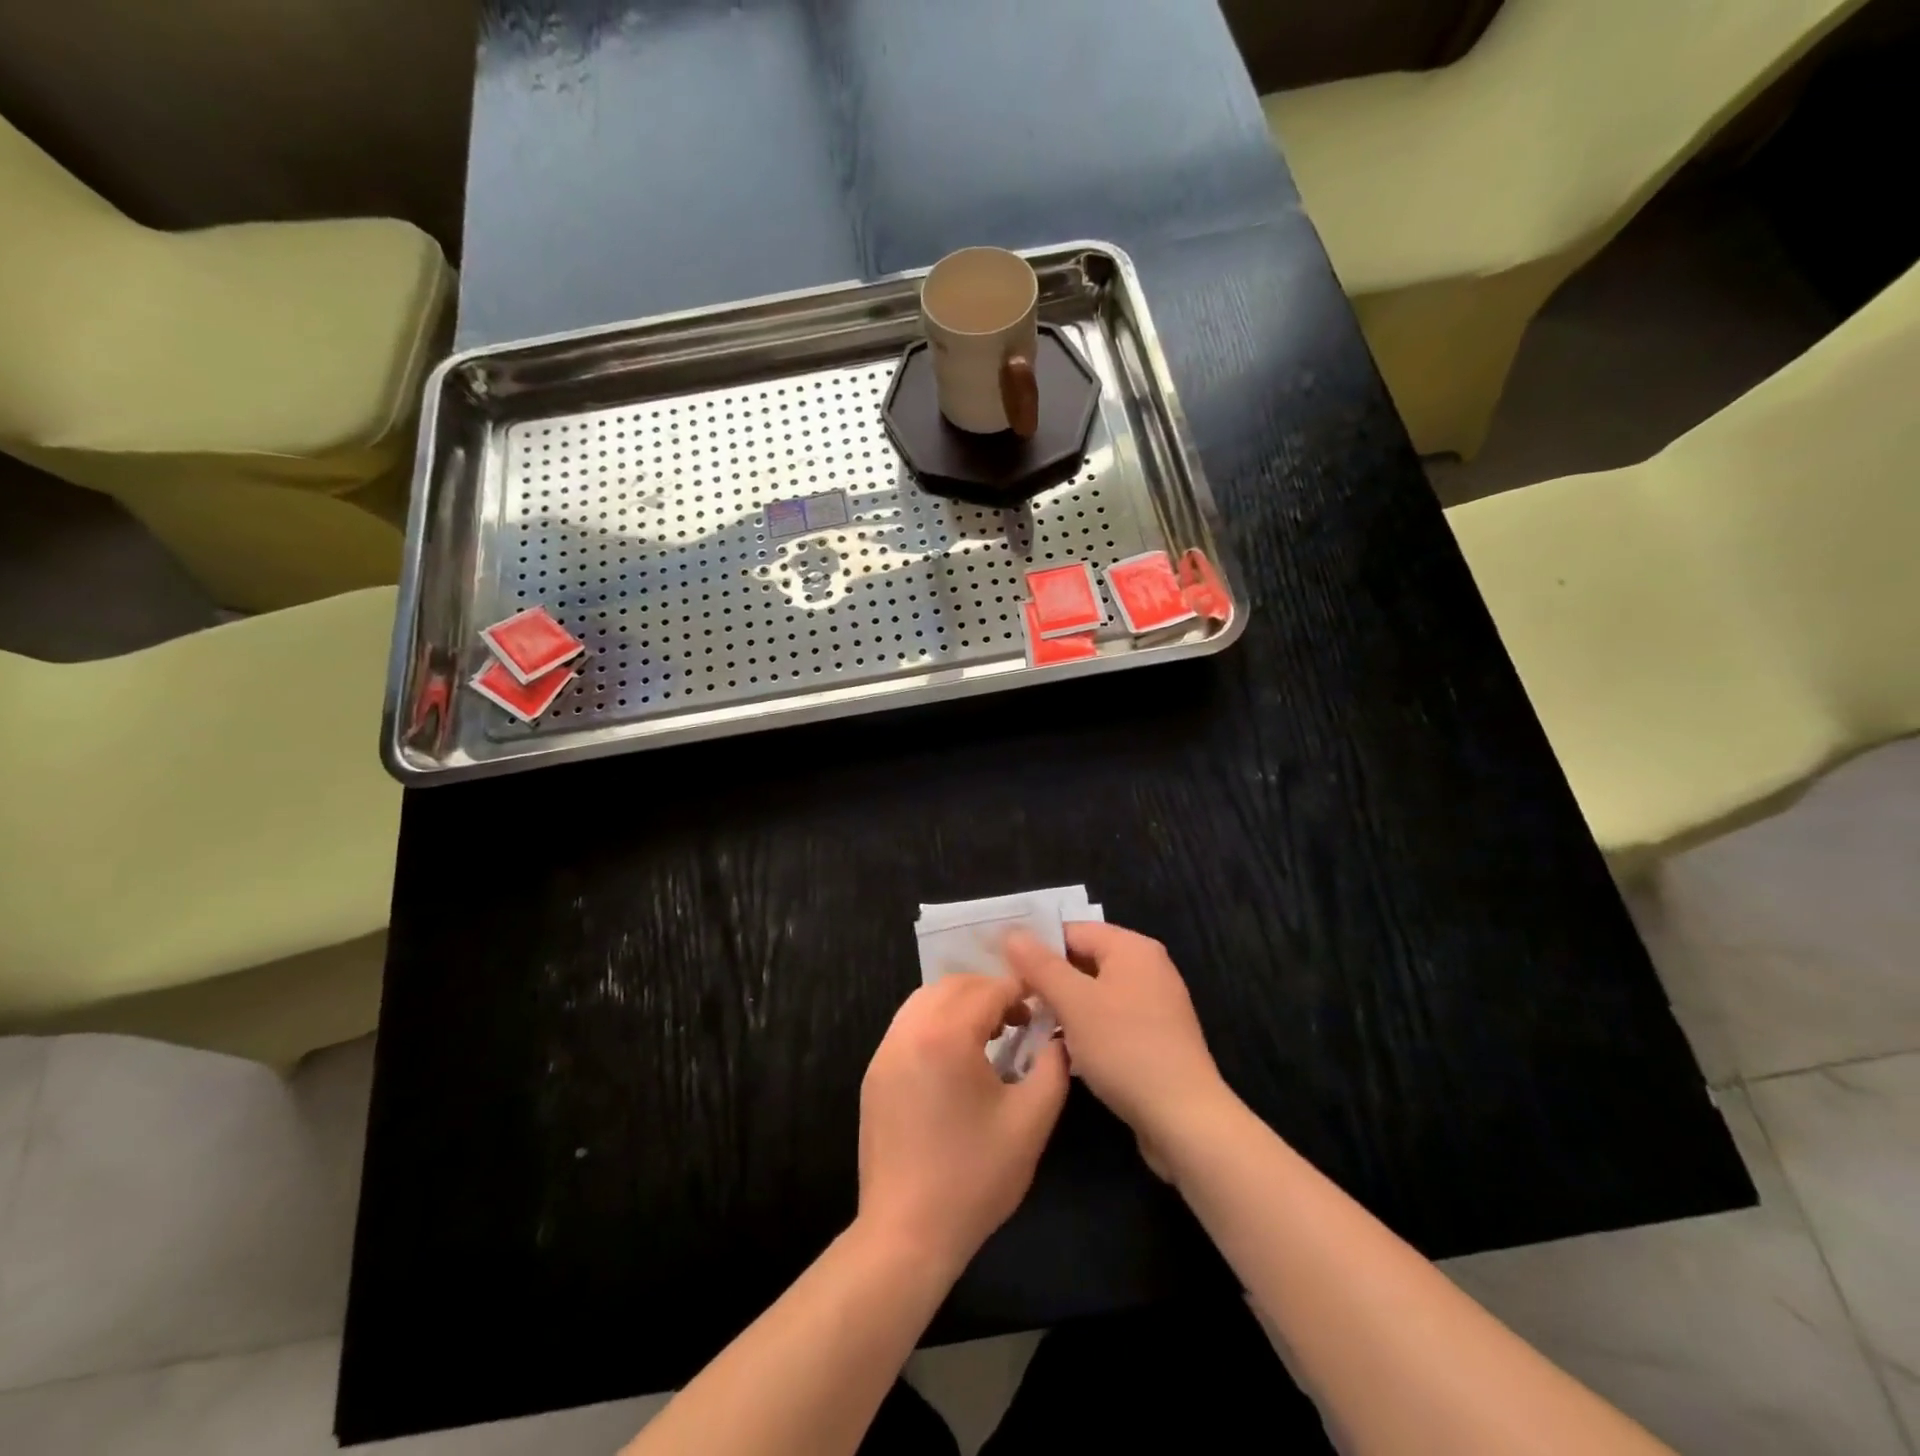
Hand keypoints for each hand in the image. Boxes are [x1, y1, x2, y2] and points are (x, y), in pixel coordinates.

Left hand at [857, 974, 1068, 1271]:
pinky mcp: (875, 1074)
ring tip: (990, 1034)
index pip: (989, 990)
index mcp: (946, 1036)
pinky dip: (935, 1023)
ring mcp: (885, 1051)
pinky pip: (908, 1026)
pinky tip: (956, 1058)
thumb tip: (1057, 1037)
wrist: (906, 1234)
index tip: (1044, 1005)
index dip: (1021, 991)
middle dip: (990, 992)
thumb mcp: (1031, 1121)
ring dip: (961, 1004)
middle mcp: (909, 1031)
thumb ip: (1053, 1067)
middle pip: (954, 986)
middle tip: (1020, 1019)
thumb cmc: (974, 1178)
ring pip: (926, 1000)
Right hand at [1004, 923, 1229, 1177]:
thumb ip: (1040, 965)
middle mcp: (1147, 967)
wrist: (1184, 1119)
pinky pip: (1110, 1018)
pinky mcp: (1155, 1036)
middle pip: (1084, 959)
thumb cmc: (1125, 1049)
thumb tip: (1011, 932)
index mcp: (1132, 948)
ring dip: (1064, 1006)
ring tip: (1030, 1024)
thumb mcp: (1074, 1003)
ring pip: (1095, 992)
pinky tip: (1063, 1048)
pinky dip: (1086, 1026)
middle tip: (1013, 999)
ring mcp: (1155, 1003)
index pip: (1072, 930)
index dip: (1036, 946)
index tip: (1004, 969)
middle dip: (1049, 978)